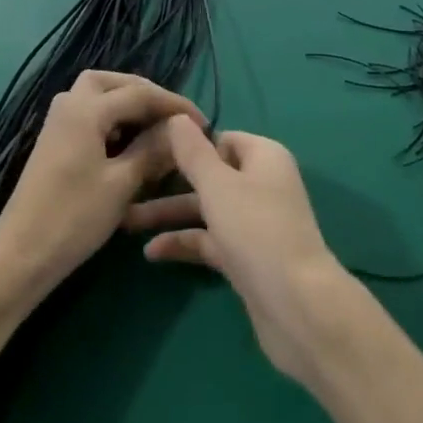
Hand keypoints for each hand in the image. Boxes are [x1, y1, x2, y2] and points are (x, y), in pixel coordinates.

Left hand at [0, 71, 204, 308]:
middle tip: (172, 116)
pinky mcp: (54, 142)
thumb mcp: (122, 184)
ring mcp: (57, 123)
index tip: (203, 123)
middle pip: (112, 82)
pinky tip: (128, 143)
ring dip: (126, 103)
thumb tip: (180, 129)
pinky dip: (111, 119)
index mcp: (86, 110)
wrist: (20, 256)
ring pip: (97, 95)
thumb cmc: (74, 218)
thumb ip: (152, 149)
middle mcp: (69, 106)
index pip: (140, 93)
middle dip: (145, 93)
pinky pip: (88, 115)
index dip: (174, 105)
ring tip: (154, 127)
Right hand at [126, 121, 355, 385]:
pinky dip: (184, 243)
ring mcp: (255, 222)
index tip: (150, 150)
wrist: (296, 305)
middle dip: (170, 182)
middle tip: (130, 185)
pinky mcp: (247, 256)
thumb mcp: (218, 186)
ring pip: (207, 209)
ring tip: (125, 221)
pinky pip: (210, 240)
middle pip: (210, 175)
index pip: (221, 138)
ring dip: (170, 214)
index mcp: (264, 156)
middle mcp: (262, 183)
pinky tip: (151, 252)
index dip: (188, 143)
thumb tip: (177, 117)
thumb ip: (194, 153)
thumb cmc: (256, 230)